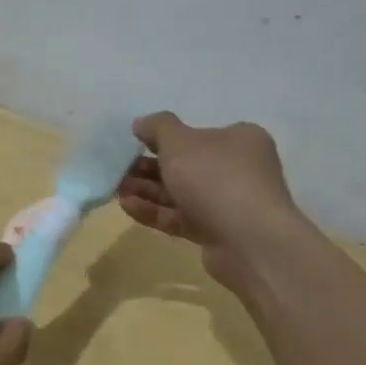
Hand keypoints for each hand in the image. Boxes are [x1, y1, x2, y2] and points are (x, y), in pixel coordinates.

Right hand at [118, 112, 310, 294]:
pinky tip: (127, 207)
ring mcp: (228, 203)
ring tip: (116, 189)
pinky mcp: (216, 232)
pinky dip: (156, 211)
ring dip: (147, 190)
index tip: (133, 143)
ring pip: (180, 193)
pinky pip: (181, 217)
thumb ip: (157, 128)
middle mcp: (238, 169)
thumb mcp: (180, 142)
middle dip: (148, 167)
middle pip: (185, 165)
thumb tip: (141, 123)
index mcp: (238, 140)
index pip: (197, 134)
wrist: (249, 241)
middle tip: (118, 169)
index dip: (163, 138)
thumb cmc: (215, 178)